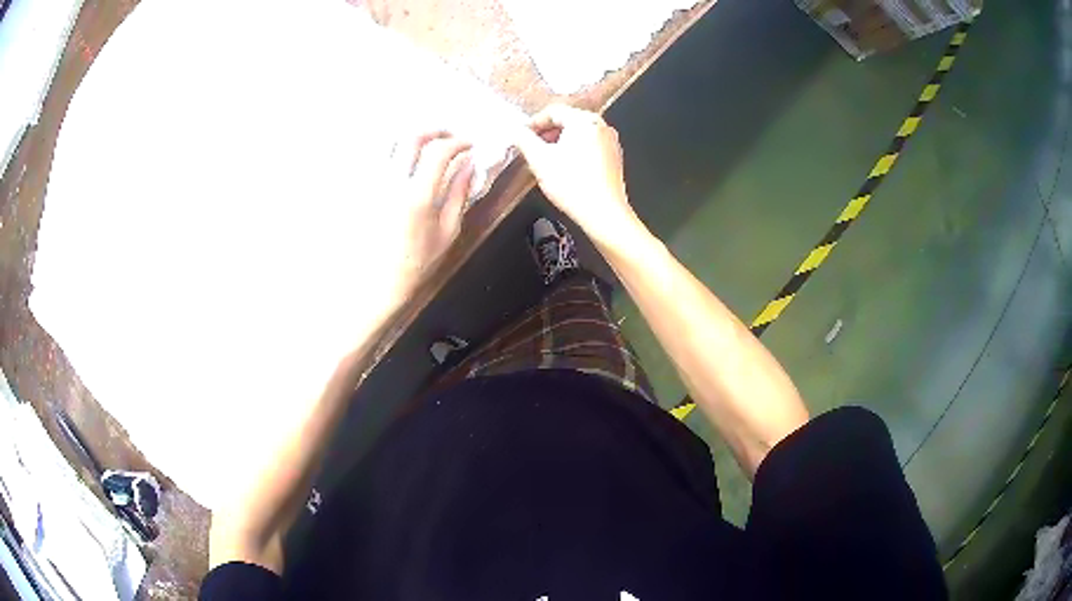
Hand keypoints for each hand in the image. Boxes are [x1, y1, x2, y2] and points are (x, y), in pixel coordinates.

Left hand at [375, 131, 473, 312]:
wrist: (376, 282)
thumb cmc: (416, 262)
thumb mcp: (447, 232)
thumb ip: (459, 195)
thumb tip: (469, 166)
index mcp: (417, 196)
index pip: (439, 152)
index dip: (459, 143)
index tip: (469, 146)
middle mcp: (392, 183)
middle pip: (412, 137)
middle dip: (435, 131)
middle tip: (448, 137)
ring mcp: (372, 184)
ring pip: (389, 142)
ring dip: (411, 137)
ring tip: (425, 145)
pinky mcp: (361, 189)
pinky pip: (375, 158)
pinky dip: (393, 151)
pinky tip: (403, 160)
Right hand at [513, 104, 641, 248]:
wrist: (603, 213)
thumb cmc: (572, 185)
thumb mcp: (539, 160)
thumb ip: (523, 139)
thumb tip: (515, 130)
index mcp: (584, 120)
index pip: (553, 111)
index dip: (533, 122)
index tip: (521, 135)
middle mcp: (601, 126)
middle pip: (567, 121)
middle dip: (547, 133)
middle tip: (532, 148)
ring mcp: (610, 141)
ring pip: (578, 134)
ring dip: (559, 143)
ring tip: (546, 160)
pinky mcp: (614, 157)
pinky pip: (589, 146)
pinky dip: (574, 151)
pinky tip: (565, 168)